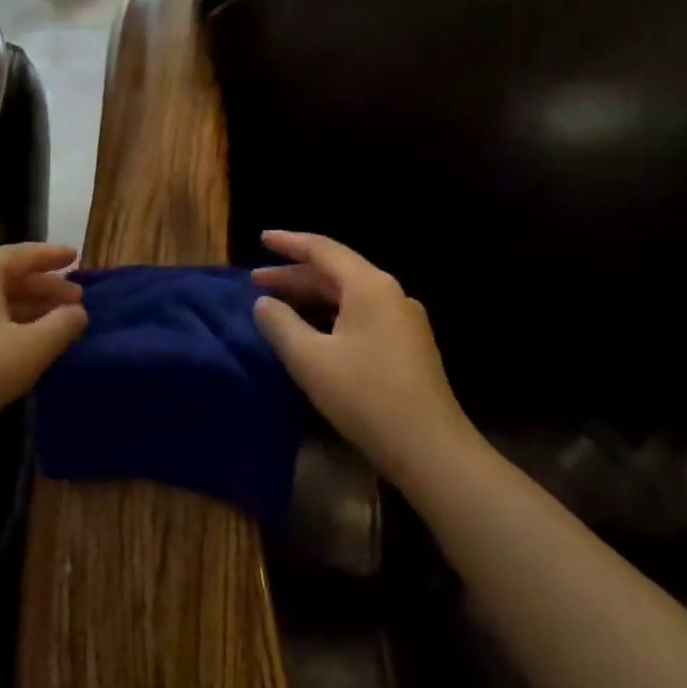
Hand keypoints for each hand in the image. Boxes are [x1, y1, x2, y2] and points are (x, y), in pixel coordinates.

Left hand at [0, 242, 86, 452]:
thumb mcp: (32, 348)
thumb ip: (62, 324)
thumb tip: (77, 312)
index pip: (22, 254)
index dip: (52, 256)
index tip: (77, 256)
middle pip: (7, 276)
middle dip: (43, 286)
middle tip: (75, 298)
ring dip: (26, 306)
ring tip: (56, 320)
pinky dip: (6, 321)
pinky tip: (22, 340)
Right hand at [252, 231, 480, 489]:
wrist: (430, 448)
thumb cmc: (365, 396)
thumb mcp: (310, 359)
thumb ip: (280, 324)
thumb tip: (264, 303)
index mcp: (369, 287)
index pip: (323, 250)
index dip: (289, 242)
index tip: (261, 239)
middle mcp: (390, 294)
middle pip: (336, 272)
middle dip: (294, 275)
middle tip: (256, 281)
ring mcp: (403, 320)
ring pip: (349, 295)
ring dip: (312, 296)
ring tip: (278, 305)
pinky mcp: (408, 345)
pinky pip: (361, 315)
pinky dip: (330, 314)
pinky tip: (312, 331)